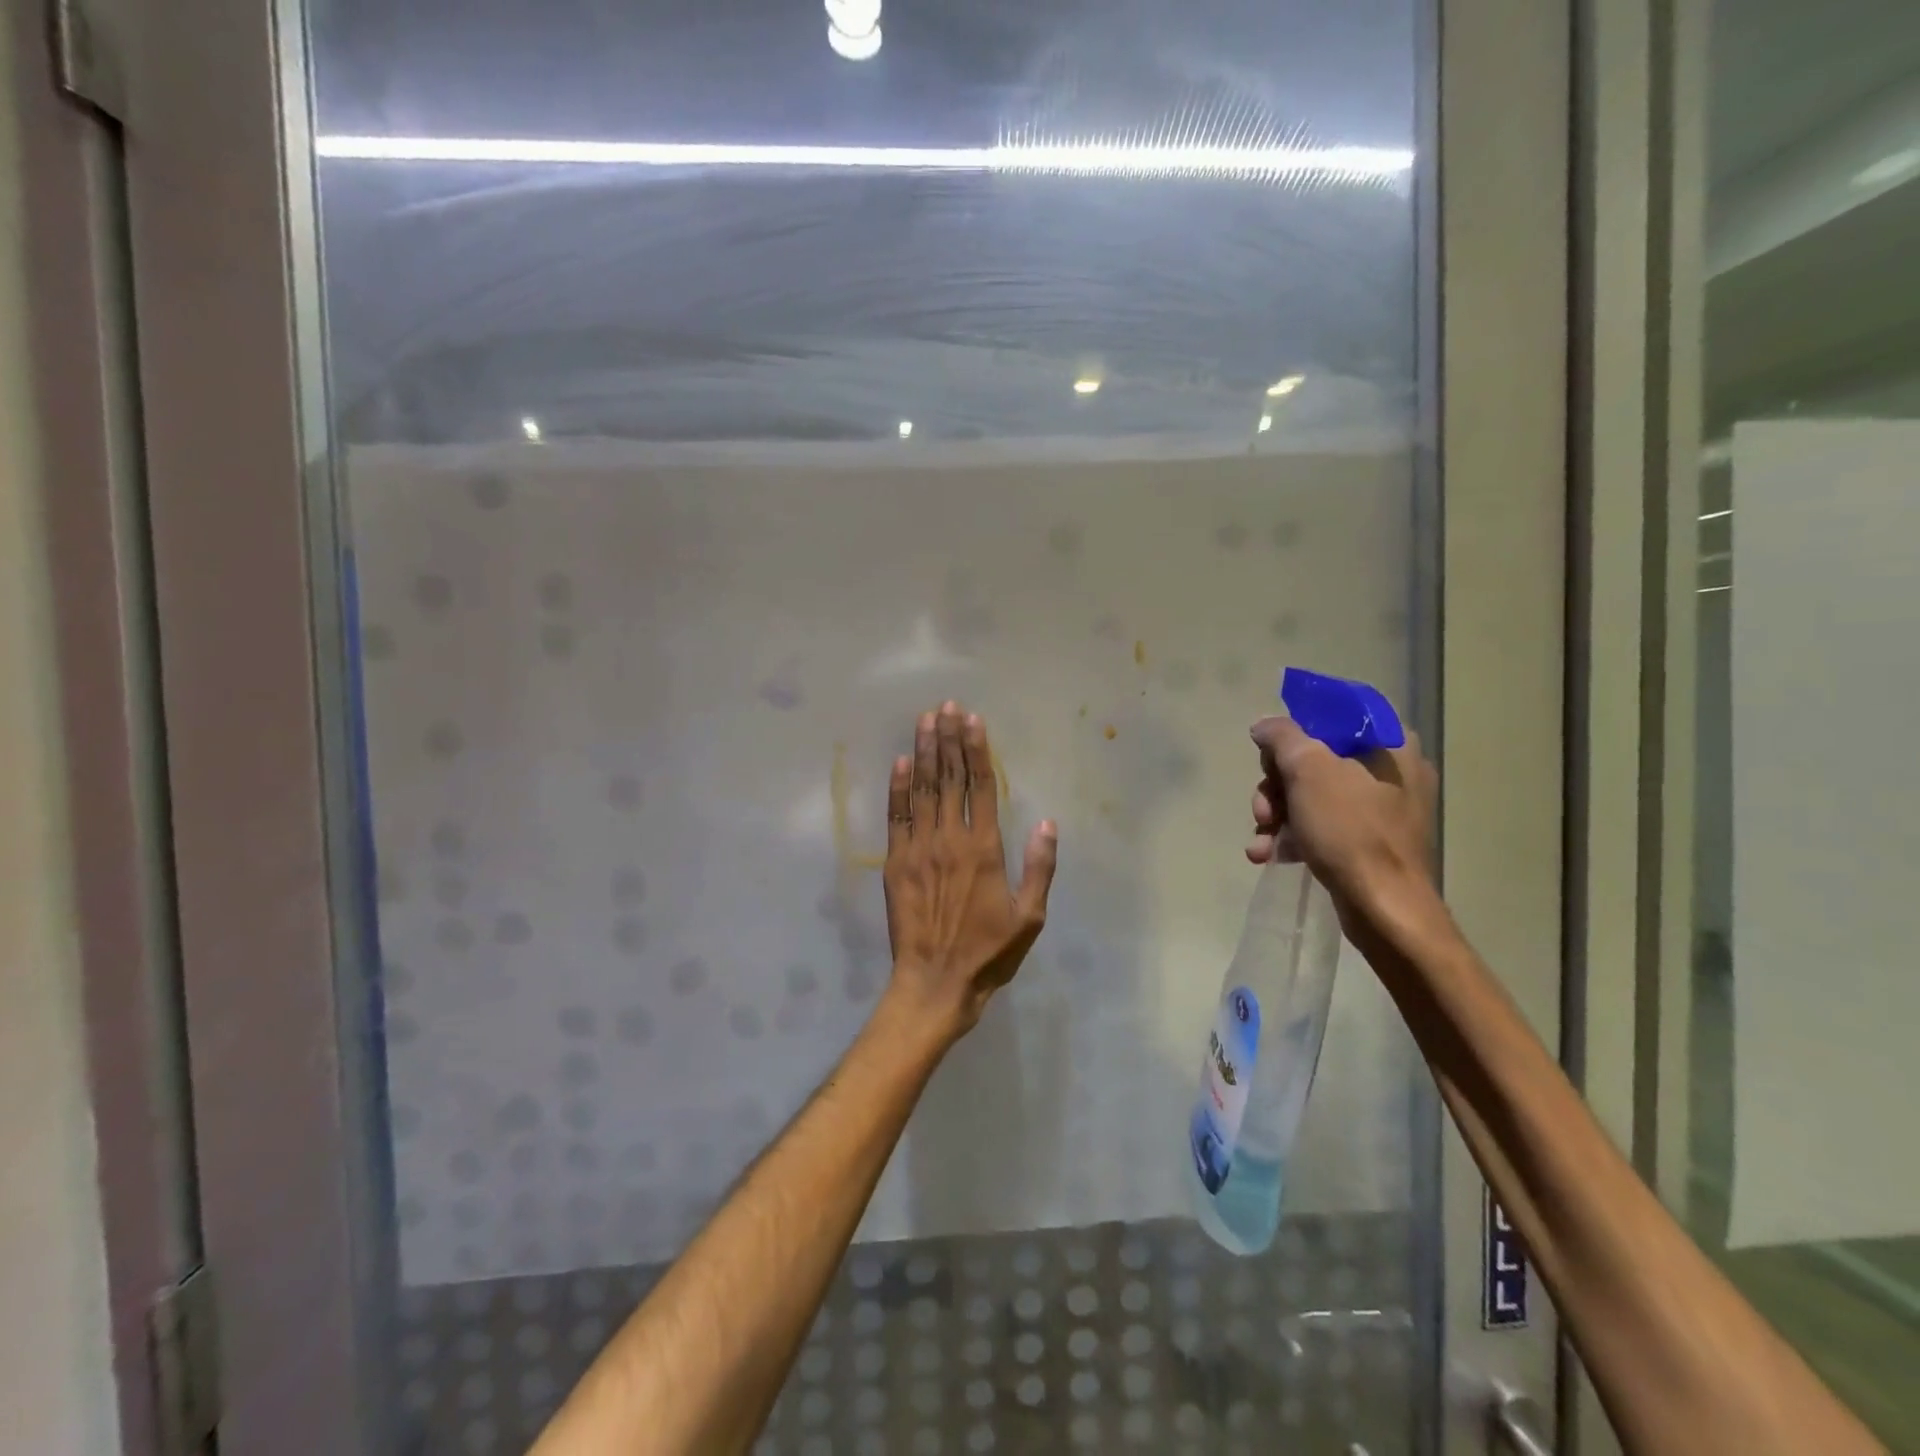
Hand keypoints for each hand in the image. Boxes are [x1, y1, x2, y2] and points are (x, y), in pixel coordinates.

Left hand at [882, 702, 1057, 1041]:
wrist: (935, 982)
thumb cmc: (989, 953)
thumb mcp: (1029, 917)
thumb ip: (1039, 868)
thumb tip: (1047, 824)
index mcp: (984, 849)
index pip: (981, 787)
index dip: (977, 751)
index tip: (974, 720)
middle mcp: (950, 840)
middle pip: (950, 779)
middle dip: (949, 739)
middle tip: (946, 706)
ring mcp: (918, 849)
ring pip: (923, 790)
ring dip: (925, 752)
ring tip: (926, 720)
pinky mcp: (895, 862)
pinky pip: (896, 817)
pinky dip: (898, 787)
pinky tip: (901, 761)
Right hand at [1247, 714, 1438, 937]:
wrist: (1384, 908)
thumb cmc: (1350, 829)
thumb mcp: (1307, 769)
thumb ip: (1281, 736)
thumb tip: (1264, 725)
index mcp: (1389, 743)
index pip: (1331, 716)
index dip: (1293, 733)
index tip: (1270, 757)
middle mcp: (1391, 770)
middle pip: (1313, 759)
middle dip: (1276, 786)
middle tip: (1263, 810)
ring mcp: (1381, 809)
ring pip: (1311, 795)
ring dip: (1276, 815)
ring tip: (1260, 840)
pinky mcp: (1370, 842)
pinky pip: (1322, 826)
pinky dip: (1293, 837)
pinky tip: (1267, 855)